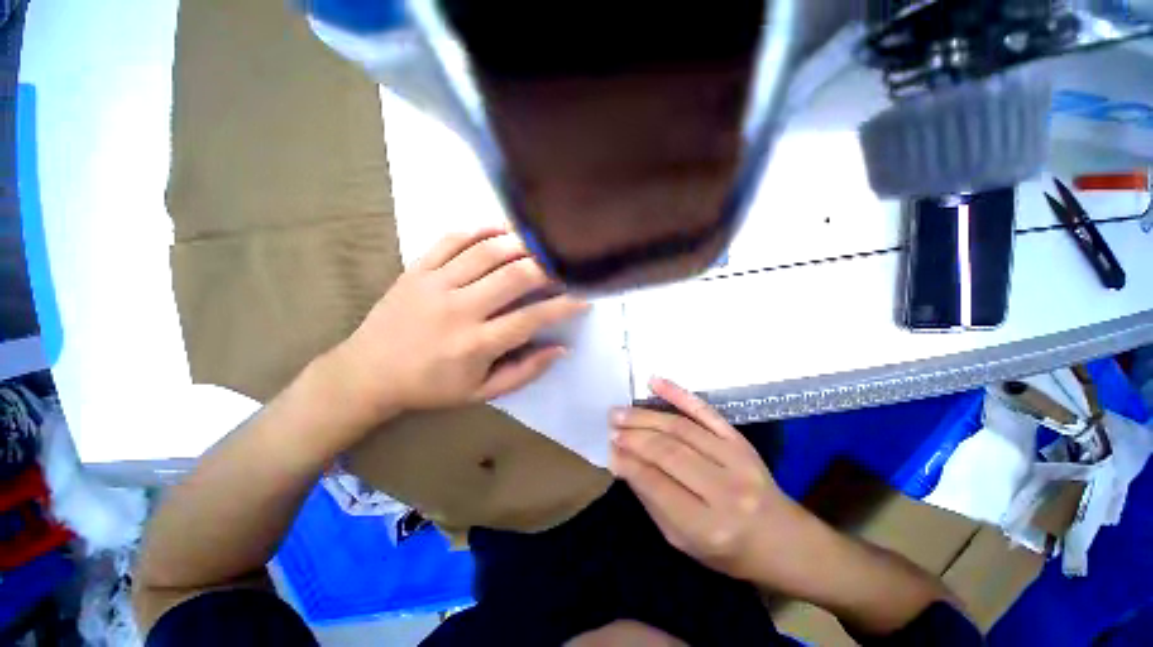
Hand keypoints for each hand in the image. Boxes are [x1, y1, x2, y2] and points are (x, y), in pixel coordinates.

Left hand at [331, 227, 587, 421]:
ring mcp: (435, 284)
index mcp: (476, 344)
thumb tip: (560, 348)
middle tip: (565, 266)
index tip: (584, 297)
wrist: (368, 373)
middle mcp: (459, 310)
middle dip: (548, 268)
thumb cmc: (431, 387)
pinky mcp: (416, 269)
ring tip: (542, 244)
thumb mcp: (482, 393)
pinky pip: (452, 239)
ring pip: (487, 252)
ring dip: (521, 244)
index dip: (564, 306)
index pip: (532, 318)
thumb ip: (524, 371)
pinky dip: (481, 229)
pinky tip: (502, 229)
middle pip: (514, 277)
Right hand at [610, 377, 813, 584]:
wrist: (783, 539)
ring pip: (681, 428)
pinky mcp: (740, 439)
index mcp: (709, 526)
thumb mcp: (683, 542)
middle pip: (669, 451)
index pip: (657, 484)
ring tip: (620, 412)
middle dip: (633, 436)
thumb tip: (622, 462)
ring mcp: (736, 459)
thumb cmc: (729, 550)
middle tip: (611, 426)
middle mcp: (725, 490)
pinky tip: (655, 382)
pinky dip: (678, 393)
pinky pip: (705, 411)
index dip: (628, 463)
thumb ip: (652, 500)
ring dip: (646, 416)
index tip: (608, 449)